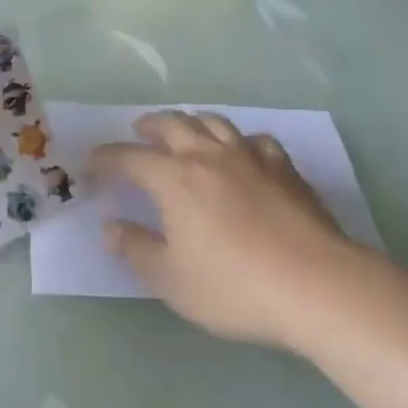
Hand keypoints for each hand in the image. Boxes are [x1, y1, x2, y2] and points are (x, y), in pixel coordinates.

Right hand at [93, 111, 376, 350]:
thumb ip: (136, 250)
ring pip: (213, 122)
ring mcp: (250, 157)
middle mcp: (208, 155)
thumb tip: (109, 228)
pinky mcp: (284, 168)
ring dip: (191, 121)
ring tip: (185, 128)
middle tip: (138, 130)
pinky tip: (242, 151)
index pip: (130, 158)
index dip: (107, 158)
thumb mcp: (172, 280)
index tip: (91, 163)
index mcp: (175, 178)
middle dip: (150, 125)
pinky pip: (254, 140)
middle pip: (173, 125)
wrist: (317, 286)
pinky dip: (238, 140)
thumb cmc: (235, 286)